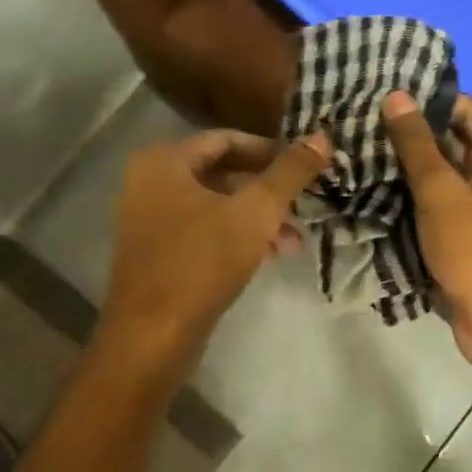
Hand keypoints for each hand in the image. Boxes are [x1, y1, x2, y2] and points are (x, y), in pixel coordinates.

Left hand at [98, 128, 329, 371]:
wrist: (152, 336)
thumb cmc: (202, 262)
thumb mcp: (256, 212)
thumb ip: (290, 172)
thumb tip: (321, 136)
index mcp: (163, 161)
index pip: (227, 140)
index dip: (271, 150)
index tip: (306, 166)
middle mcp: (149, 182)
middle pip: (222, 173)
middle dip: (268, 191)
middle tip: (306, 205)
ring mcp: (149, 220)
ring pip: (215, 206)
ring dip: (257, 219)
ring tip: (296, 241)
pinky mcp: (156, 253)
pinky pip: (203, 231)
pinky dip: (236, 237)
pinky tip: (270, 256)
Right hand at [381, 92, 471, 373]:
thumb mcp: (442, 192)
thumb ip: (416, 144)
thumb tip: (395, 96)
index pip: (462, 108)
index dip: (423, 99)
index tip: (377, 91)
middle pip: (448, 140)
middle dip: (405, 134)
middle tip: (355, 121)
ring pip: (435, 174)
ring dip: (401, 166)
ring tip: (353, 148)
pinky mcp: (461, 232)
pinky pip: (431, 203)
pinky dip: (406, 196)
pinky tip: (367, 186)